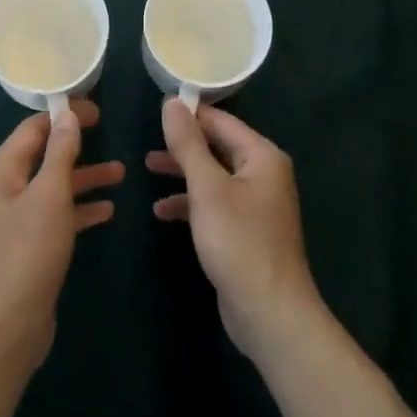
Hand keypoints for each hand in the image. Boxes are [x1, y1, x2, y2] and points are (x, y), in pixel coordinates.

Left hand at [0, 97, 123, 374]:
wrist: (7, 328)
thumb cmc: (27, 253)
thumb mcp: (49, 195)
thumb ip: (60, 153)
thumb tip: (67, 116)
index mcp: (1, 170)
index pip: (33, 128)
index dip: (64, 115)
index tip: (97, 111)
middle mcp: (5, 188)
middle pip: (44, 154)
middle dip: (77, 145)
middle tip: (109, 131)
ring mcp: (16, 218)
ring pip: (55, 185)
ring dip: (85, 177)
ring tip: (121, 173)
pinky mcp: (29, 244)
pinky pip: (57, 214)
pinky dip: (80, 208)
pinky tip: (108, 210)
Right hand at [147, 99, 321, 359]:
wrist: (269, 313)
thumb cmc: (239, 242)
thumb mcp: (207, 188)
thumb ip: (188, 144)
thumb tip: (172, 103)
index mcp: (262, 156)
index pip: (222, 121)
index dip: (190, 114)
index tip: (157, 110)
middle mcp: (263, 173)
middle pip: (218, 146)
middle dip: (183, 145)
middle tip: (147, 140)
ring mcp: (256, 203)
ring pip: (213, 175)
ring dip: (182, 172)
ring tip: (146, 168)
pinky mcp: (245, 229)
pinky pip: (215, 203)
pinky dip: (190, 202)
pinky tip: (161, 211)